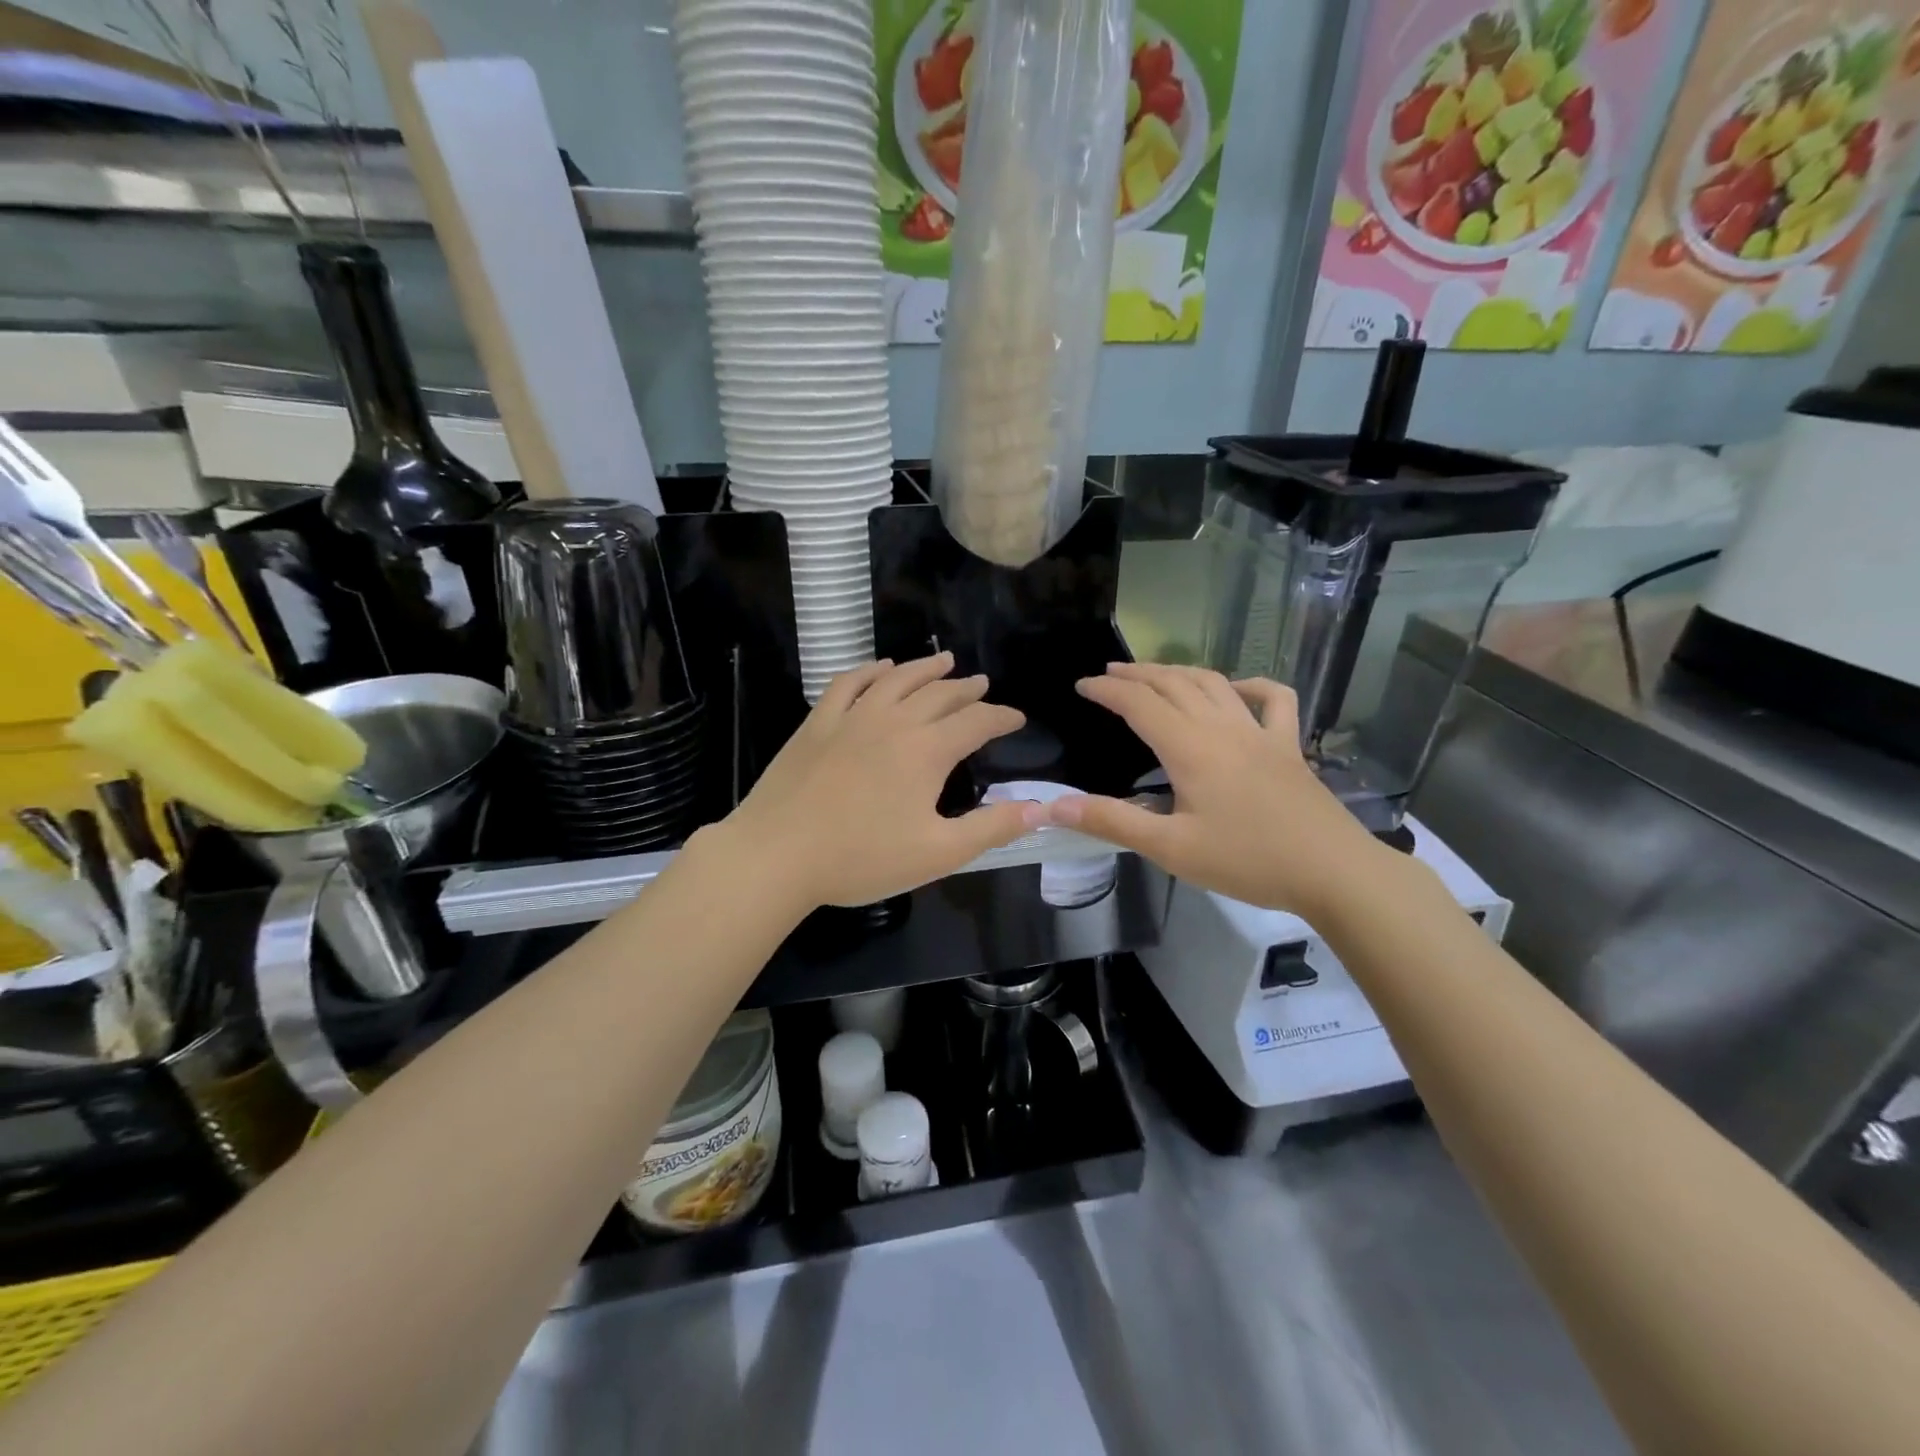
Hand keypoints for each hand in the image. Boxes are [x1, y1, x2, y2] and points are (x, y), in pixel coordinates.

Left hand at [714, 654, 1041, 908]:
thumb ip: (992, 828)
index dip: (1002, 717)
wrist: (776, 855)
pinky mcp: (817, 723)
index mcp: (927, 750)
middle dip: (967, 689)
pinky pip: (849, 683)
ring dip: (925, 668)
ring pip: (897, 680)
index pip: (977, 721)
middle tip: (982, 685)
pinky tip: (879, 668)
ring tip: (944, 661)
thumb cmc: (862, 858)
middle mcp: (894, 721)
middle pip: (940, 694)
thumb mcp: (938, 853)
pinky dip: (870, 671)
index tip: (1017, 718)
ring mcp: (851, 717)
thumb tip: (1042, 808)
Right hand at [1048, 663, 1393, 917]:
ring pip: (1215, 683)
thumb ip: (1112, 822)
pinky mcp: (1289, 746)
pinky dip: (1252, 685)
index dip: (1107, 690)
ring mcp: (1261, 732)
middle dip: (1137, 673)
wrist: (1333, 872)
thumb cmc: (1247, 861)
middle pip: (1174, 683)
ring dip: (1180, 672)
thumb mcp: (1170, 848)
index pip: (1139, 703)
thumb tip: (1054, 807)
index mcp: (1190, 748)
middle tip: (1109, 673)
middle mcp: (1222, 728)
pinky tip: (1237, 689)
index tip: (1081, 685)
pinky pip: (1274, 700)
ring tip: (1155, 674)